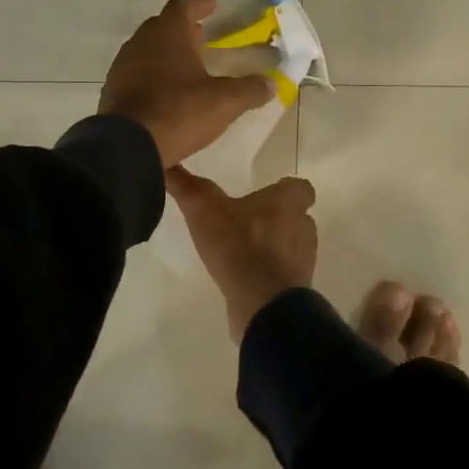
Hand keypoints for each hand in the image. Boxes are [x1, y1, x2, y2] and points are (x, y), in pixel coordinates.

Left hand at [100, 0, 272, 167]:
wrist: (127, 146)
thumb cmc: (178, 112)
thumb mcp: (223, 102)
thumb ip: (249, 90)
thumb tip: (271, 83)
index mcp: (168, 34)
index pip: (183, 6)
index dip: (199, 5)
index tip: (212, 5)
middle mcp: (141, 42)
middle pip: (163, 26)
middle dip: (184, 30)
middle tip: (202, 37)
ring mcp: (123, 66)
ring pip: (148, 50)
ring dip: (167, 53)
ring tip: (187, 66)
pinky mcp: (113, 91)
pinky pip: (137, 73)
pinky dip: (154, 74)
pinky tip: (166, 92)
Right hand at [165, 167, 317, 341]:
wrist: (263, 304)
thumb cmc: (240, 246)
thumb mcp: (204, 210)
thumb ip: (187, 186)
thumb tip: (165, 163)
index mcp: (289, 203)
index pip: (299, 188)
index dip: (284, 189)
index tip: (264, 193)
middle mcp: (303, 227)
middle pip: (296, 216)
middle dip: (275, 218)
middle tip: (245, 220)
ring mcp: (303, 261)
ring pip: (290, 246)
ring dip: (271, 246)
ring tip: (240, 250)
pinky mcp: (295, 289)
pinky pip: (282, 275)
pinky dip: (267, 273)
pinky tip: (243, 277)